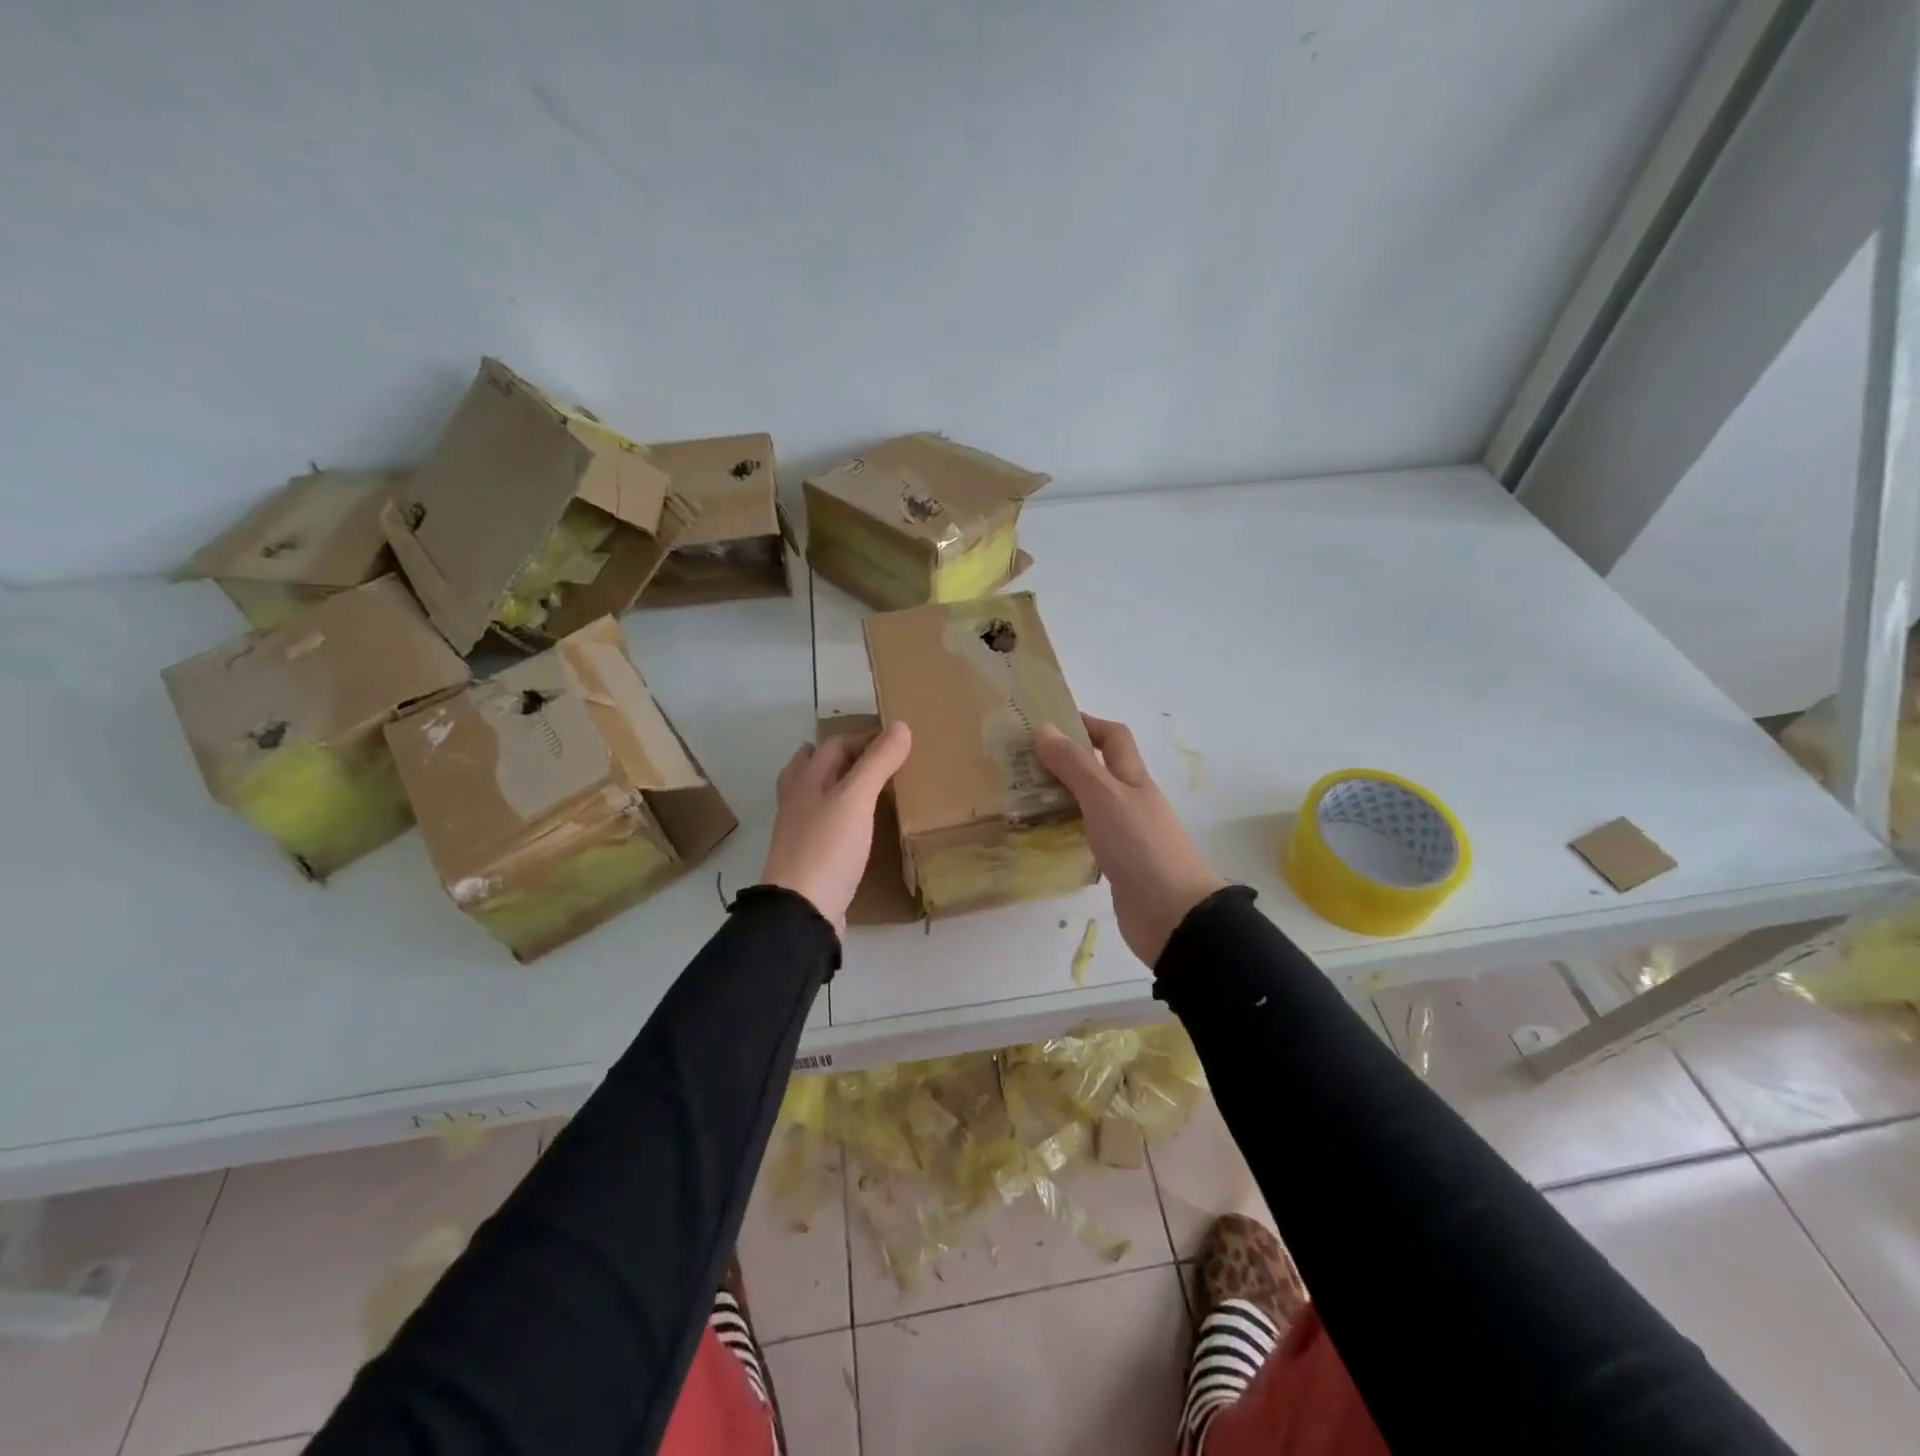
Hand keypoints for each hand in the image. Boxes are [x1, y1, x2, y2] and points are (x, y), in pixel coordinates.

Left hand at [760, 722, 911, 935]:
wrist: (801, 912)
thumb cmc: (827, 848)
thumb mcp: (856, 799)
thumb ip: (877, 763)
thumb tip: (900, 726)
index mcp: (805, 782)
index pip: (832, 745)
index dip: (861, 738)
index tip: (893, 742)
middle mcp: (797, 803)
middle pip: (811, 768)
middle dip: (837, 758)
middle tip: (873, 759)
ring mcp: (799, 834)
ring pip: (814, 798)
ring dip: (834, 787)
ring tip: (863, 789)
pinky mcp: (809, 861)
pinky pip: (823, 828)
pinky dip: (838, 819)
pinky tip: (857, 829)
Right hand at [1035, 714, 1226, 965]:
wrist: (1173, 915)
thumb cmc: (1141, 846)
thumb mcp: (1104, 796)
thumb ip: (1074, 764)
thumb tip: (1044, 728)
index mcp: (1133, 779)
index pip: (1114, 737)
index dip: (1086, 723)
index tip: (1049, 723)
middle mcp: (1130, 802)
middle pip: (1098, 770)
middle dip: (1063, 761)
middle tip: (1021, 763)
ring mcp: (1125, 834)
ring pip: (1088, 805)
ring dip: (1059, 797)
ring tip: (1020, 797)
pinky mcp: (1115, 864)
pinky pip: (1085, 837)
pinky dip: (1064, 831)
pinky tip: (1039, 837)